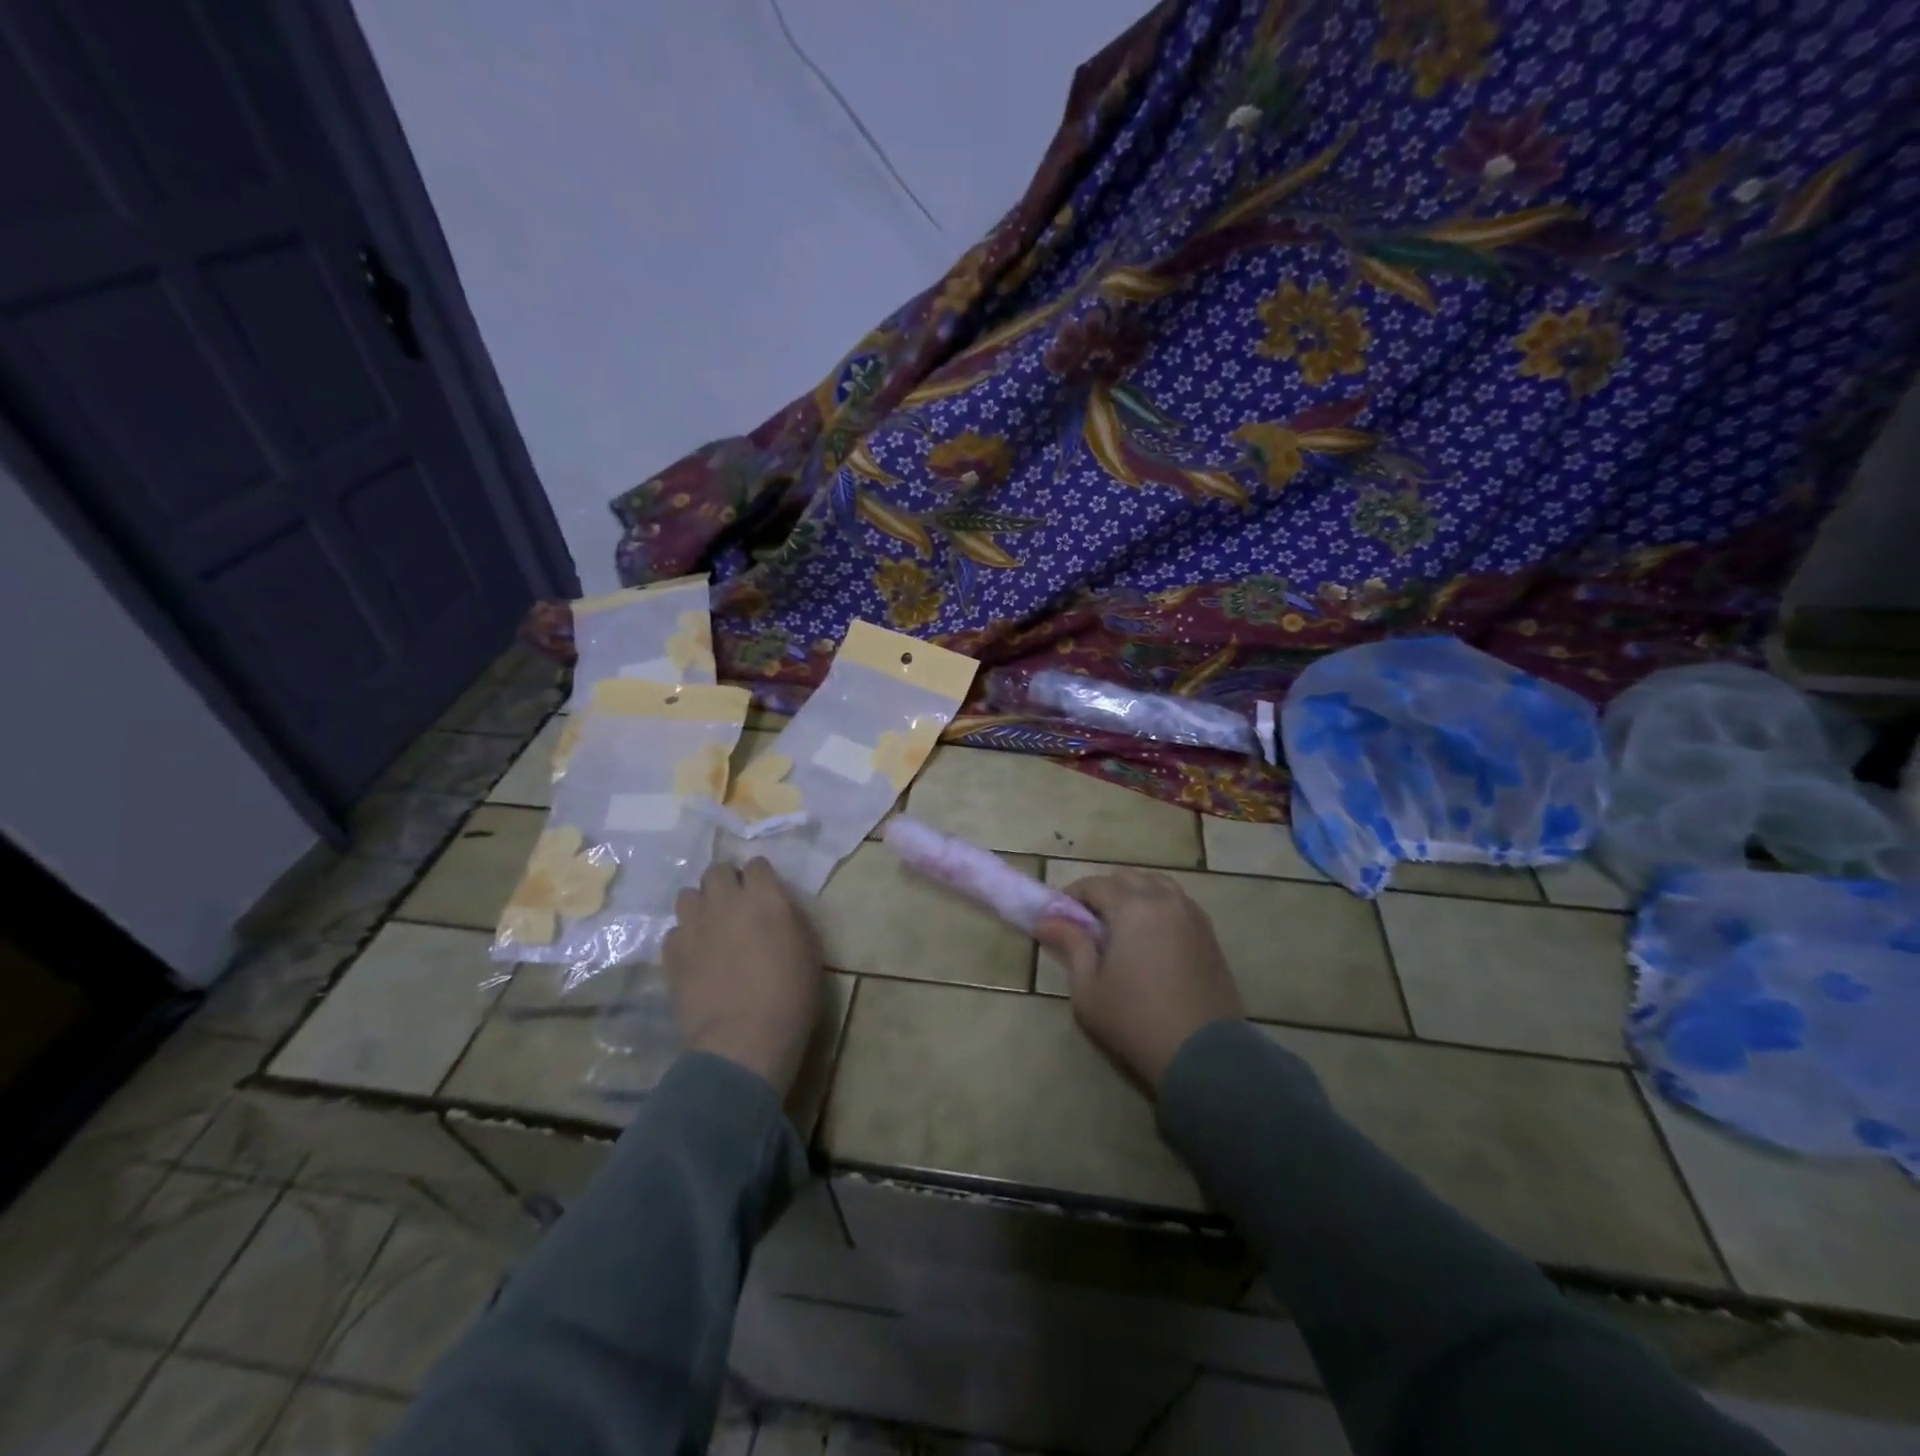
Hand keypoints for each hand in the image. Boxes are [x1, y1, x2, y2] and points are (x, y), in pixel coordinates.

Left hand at [663, 859, 822, 1096]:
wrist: (744, 1039)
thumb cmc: (791, 995)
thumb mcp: (808, 949)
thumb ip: (789, 917)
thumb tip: (776, 907)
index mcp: (764, 896)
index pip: (756, 864)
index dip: (760, 878)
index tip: (764, 893)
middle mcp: (725, 901)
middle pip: (716, 870)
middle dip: (726, 883)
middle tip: (735, 907)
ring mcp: (694, 925)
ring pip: (688, 895)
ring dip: (701, 905)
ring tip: (710, 927)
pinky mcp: (671, 952)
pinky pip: (674, 931)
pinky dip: (685, 938)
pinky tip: (695, 957)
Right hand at [1035, 869, 1244, 1093]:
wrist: (1204, 1055)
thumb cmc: (1135, 1021)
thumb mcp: (1088, 989)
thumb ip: (1070, 945)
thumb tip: (1046, 920)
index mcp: (1132, 907)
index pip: (1095, 885)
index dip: (1072, 896)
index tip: (1058, 916)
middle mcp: (1165, 900)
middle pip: (1127, 878)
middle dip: (1103, 892)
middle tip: (1087, 922)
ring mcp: (1192, 915)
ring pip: (1157, 884)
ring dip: (1134, 894)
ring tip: (1120, 925)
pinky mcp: (1209, 934)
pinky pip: (1178, 903)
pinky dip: (1158, 906)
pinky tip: (1149, 935)